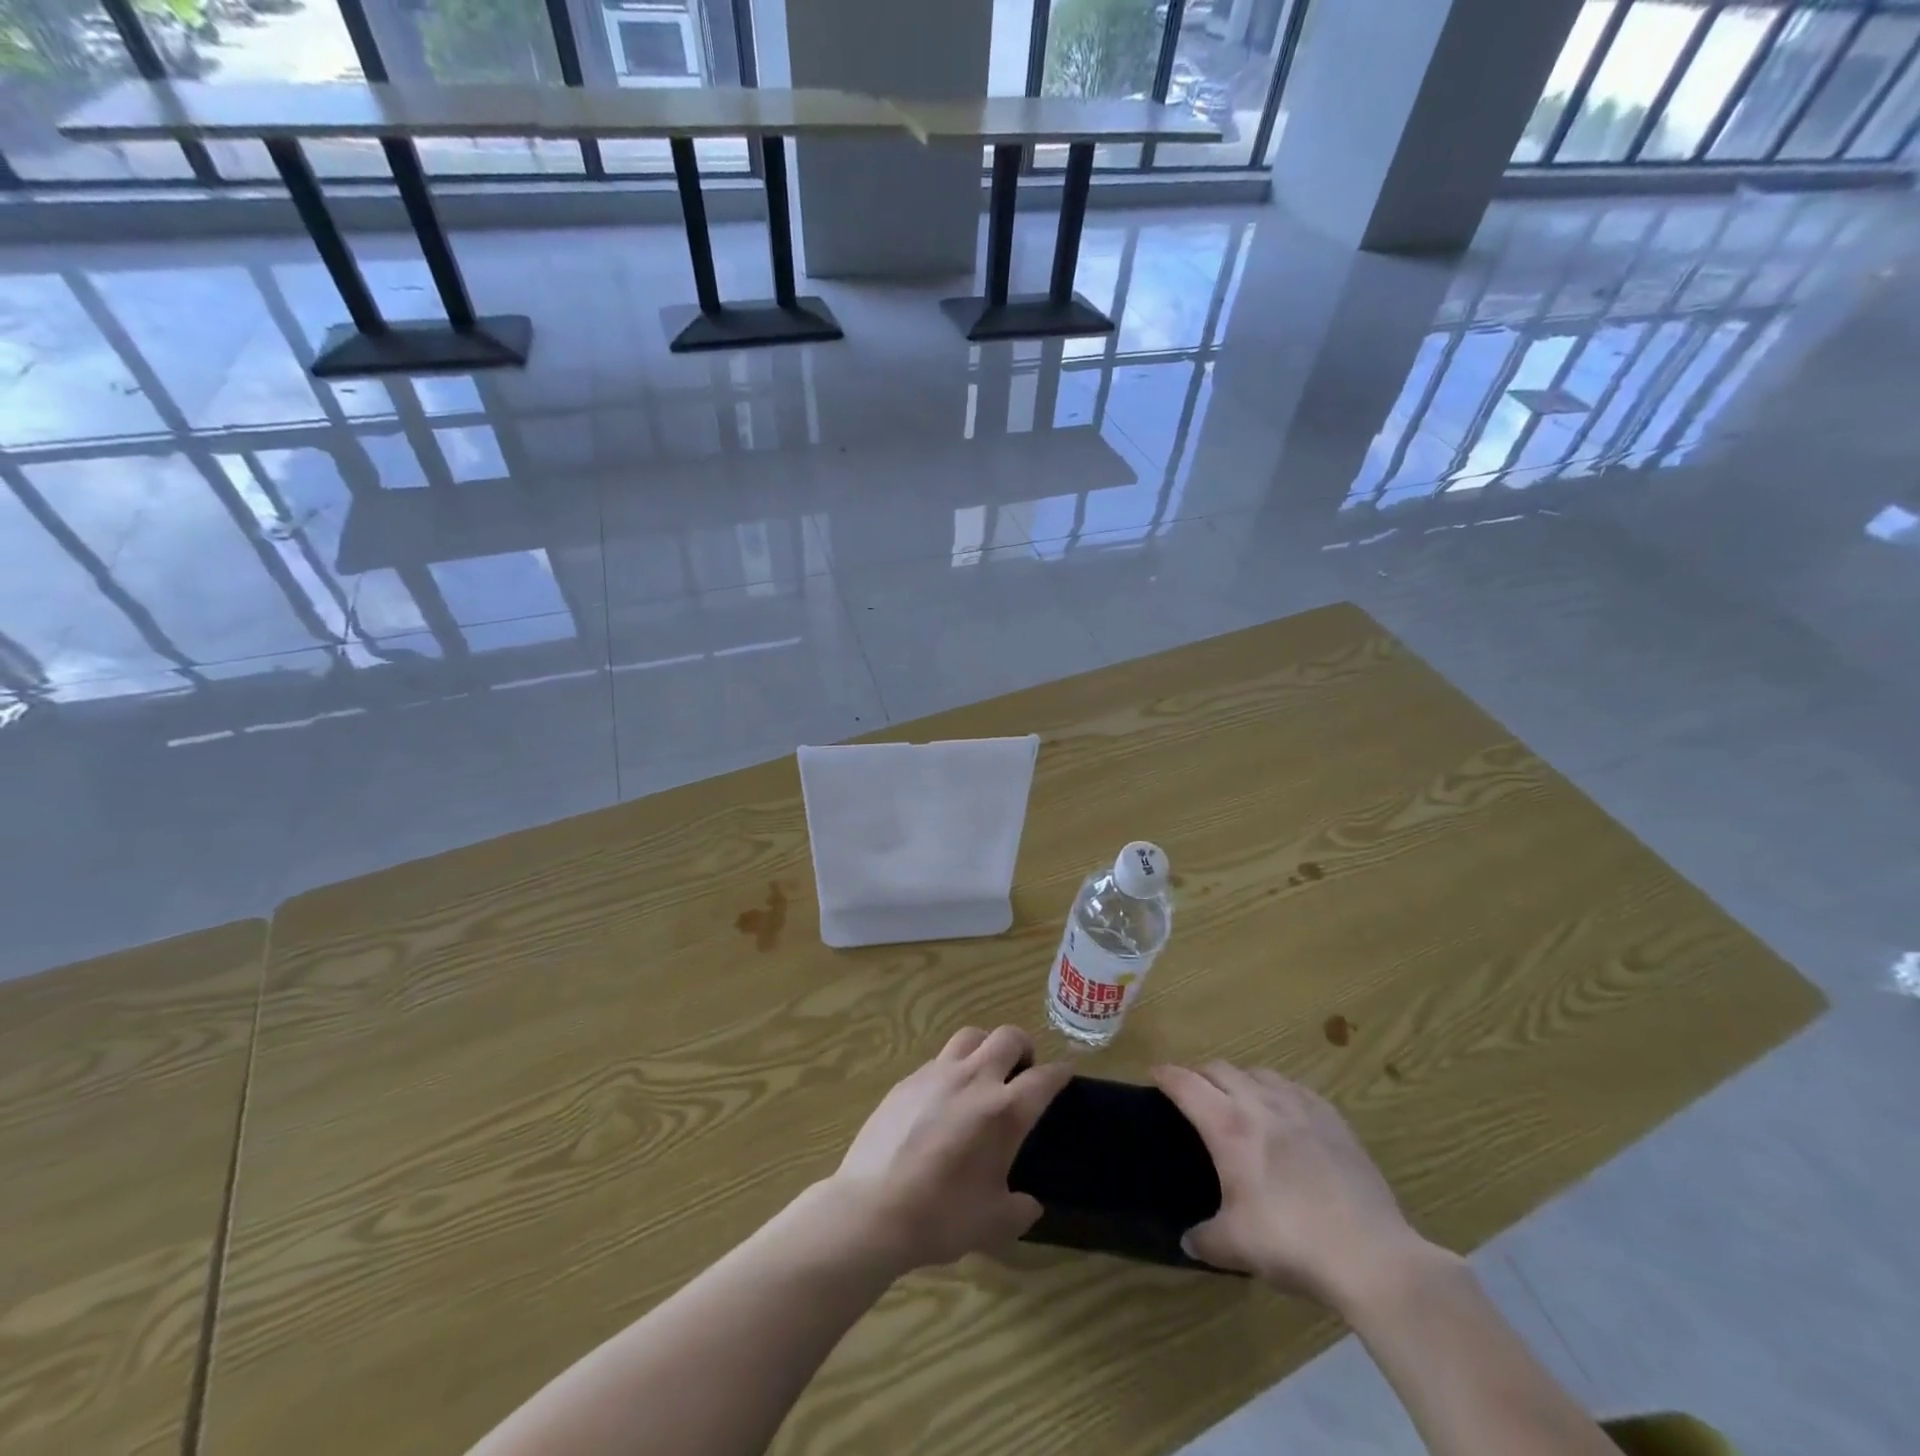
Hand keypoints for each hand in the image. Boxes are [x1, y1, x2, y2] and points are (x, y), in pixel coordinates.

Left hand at [829, 1026, 1070, 1271]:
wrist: (872, 1209)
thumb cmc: (941, 1217)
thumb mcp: (993, 1224)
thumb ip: (1019, 1209)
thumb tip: (1029, 1204)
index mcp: (1004, 1111)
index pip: (1044, 1078)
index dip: (1060, 1073)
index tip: (1065, 1073)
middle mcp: (974, 1079)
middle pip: (1008, 1037)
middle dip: (1024, 1047)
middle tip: (1023, 1070)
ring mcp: (937, 1073)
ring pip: (971, 1035)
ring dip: (986, 1046)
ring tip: (985, 1072)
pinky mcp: (908, 1079)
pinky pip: (940, 1058)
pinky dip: (953, 1066)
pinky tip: (946, 1095)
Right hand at [1154, 1062, 1431, 1310]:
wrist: (1372, 1254)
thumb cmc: (1292, 1242)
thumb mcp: (1237, 1247)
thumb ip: (1205, 1239)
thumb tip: (1188, 1240)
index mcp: (1228, 1126)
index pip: (1186, 1084)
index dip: (1166, 1075)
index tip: (1154, 1074)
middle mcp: (1260, 1104)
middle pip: (1220, 1069)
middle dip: (1200, 1074)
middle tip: (1193, 1092)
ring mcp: (1300, 1106)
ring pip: (1259, 1072)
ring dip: (1240, 1079)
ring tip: (1238, 1099)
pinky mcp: (1333, 1119)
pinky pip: (1295, 1088)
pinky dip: (1277, 1090)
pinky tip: (1284, 1112)